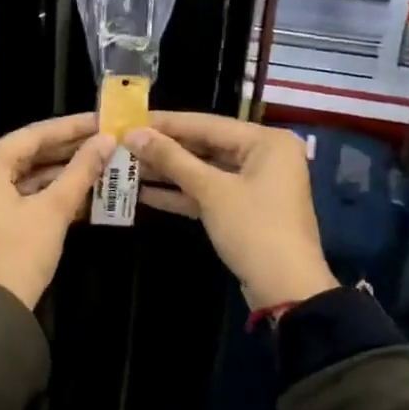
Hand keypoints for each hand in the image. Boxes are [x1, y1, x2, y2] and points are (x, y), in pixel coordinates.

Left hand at [0, 113, 114, 308]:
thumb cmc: (20, 252)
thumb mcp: (54, 209)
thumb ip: (80, 171)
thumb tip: (106, 141)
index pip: (33, 134)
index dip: (71, 127)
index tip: (102, 119)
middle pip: (28, 152)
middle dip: (68, 149)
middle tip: (105, 139)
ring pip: (26, 174)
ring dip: (61, 171)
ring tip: (100, 161)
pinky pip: (21, 194)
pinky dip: (48, 192)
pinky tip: (80, 188)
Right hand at [126, 111, 337, 311]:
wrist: (286, 290)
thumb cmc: (254, 229)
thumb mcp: (211, 191)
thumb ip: (172, 159)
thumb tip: (133, 134)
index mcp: (266, 141)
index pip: (206, 123)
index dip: (165, 123)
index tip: (129, 119)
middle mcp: (263, 155)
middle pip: (205, 145)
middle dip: (164, 150)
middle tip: (122, 144)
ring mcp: (254, 184)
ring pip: (203, 170)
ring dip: (167, 172)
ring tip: (125, 167)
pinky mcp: (243, 209)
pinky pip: (208, 192)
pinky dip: (180, 193)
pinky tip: (143, 193)